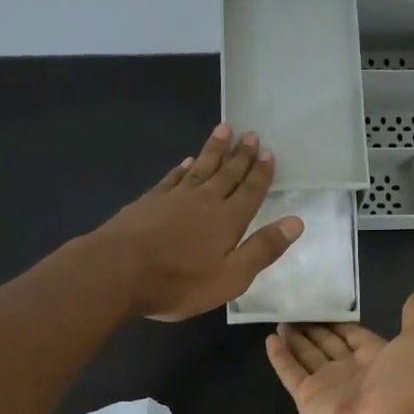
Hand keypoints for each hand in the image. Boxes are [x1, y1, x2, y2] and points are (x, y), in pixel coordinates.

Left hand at [91, 125, 303, 320]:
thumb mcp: (231, 277)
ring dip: (214, 151)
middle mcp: (204, 202)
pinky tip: (186, 162)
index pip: (250, 192)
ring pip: (200, 168)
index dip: (261, 173)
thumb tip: (296, 222)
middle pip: (227, 174)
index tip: (268, 152)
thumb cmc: (179, 282)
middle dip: (241, 155)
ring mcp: (173, 199)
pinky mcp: (148, 202)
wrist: (117, 272)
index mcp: (228, 220)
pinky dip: (182, 169)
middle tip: (251, 134)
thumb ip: (263, 249)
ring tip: (224, 130)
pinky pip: (172, 179)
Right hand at [265, 292, 413, 413]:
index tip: (323, 300)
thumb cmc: (402, 385)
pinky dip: (279, 356)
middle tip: (294, 306)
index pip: (354, 334)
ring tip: (280, 318)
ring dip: (295, 338)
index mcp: (378, 358)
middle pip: (328, 344)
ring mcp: (327, 386)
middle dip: (314, 328)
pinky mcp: (306, 398)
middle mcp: (352, 371)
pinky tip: (269, 339)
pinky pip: (290, 373)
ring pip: (307, 356)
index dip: (340, 320)